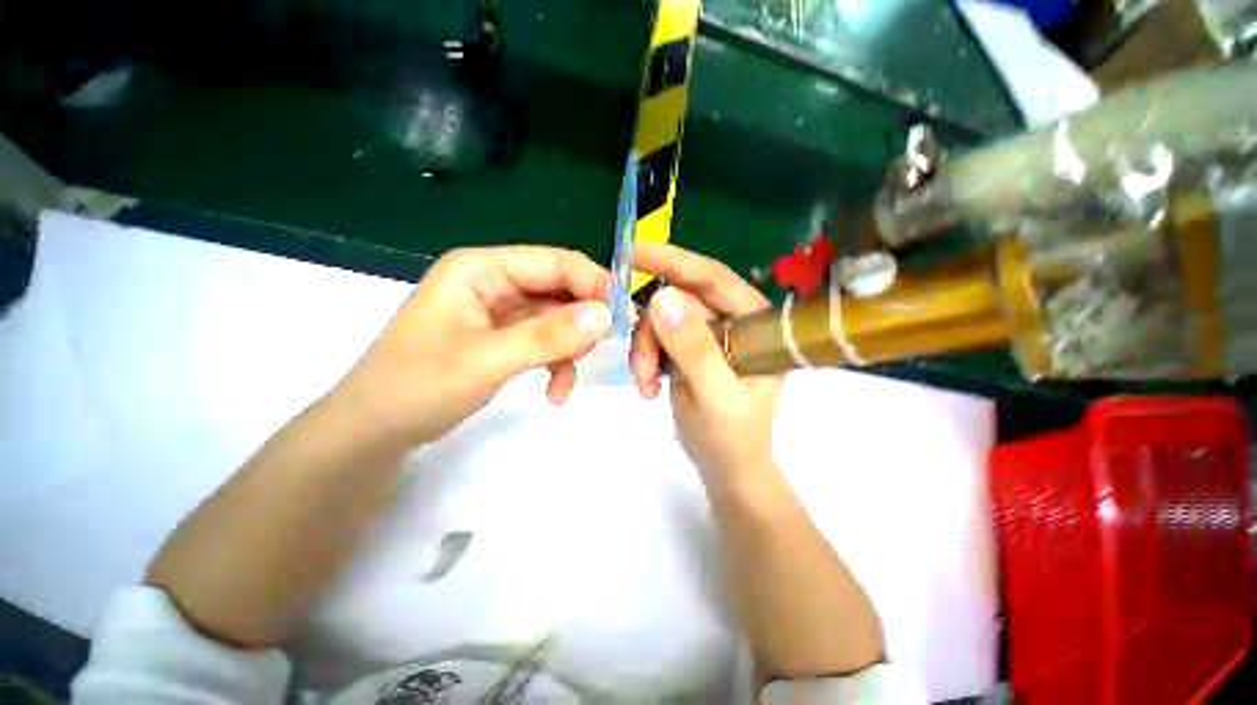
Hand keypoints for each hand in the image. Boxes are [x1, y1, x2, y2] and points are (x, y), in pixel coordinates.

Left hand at [333, 246, 611, 447]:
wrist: (372, 432)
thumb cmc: (417, 387)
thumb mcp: (488, 360)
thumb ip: (549, 335)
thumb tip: (607, 315)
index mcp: (481, 269)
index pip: (554, 262)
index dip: (592, 284)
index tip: (621, 316)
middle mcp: (492, 282)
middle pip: (557, 291)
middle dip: (582, 322)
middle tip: (599, 351)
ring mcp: (498, 311)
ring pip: (554, 319)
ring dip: (568, 349)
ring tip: (566, 380)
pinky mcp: (501, 337)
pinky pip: (542, 341)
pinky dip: (555, 363)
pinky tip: (555, 391)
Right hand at [629, 244, 780, 482]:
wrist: (726, 467)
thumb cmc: (732, 437)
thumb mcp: (715, 396)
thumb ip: (694, 349)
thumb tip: (661, 297)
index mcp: (755, 322)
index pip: (713, 278)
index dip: (674, 261)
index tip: (634, 252)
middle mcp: (733, 320)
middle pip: (679, 301)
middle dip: (652, 331)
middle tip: (641, 368)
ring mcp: (709, 334)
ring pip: (662, 319)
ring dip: (645, 349)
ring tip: (645, 384)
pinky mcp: (690, 348)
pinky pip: (657, 337)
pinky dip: (646, 357)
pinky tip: (648, 384)